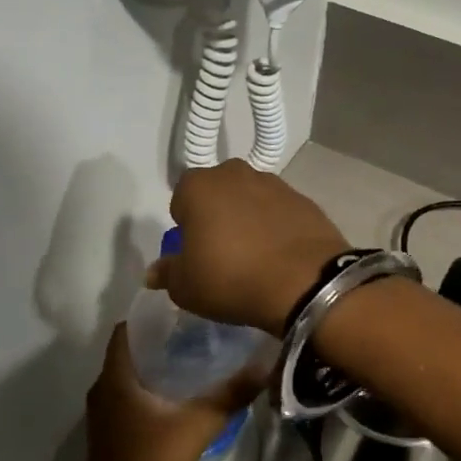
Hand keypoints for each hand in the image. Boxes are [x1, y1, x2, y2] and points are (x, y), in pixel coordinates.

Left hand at [76, 325, 265, 460]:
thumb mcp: (196, 427)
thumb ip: (229, 396)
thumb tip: (264, 365)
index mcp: (115, 378)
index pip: (125, 329)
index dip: (150, 315)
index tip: (182, 309)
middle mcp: (103, 388)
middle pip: (129, 349)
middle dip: (160, 338)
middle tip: (197, 330)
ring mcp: (103, 411)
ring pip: (129, 373)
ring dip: (156, 363)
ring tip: (194, 355)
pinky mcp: (110, 430)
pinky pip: (128, 394)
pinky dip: (150, 386)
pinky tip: (180, 393)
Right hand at [149, 160, 349, 334]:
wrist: (305, 282)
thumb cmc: (231, 278)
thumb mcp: (186, 287)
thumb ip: (167, 273)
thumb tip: (155, 271)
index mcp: (199, 186)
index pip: (181, 200)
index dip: (186, 227)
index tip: (195, 252)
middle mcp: (235, 173)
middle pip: (218, 194)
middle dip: (217, 216)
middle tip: (223, 254)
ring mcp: (275, 183)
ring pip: (251, 200)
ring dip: (249, 220)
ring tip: (255, 258)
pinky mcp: (305, 200)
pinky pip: (280, 213)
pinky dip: (277, 228)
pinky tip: (280, 257)